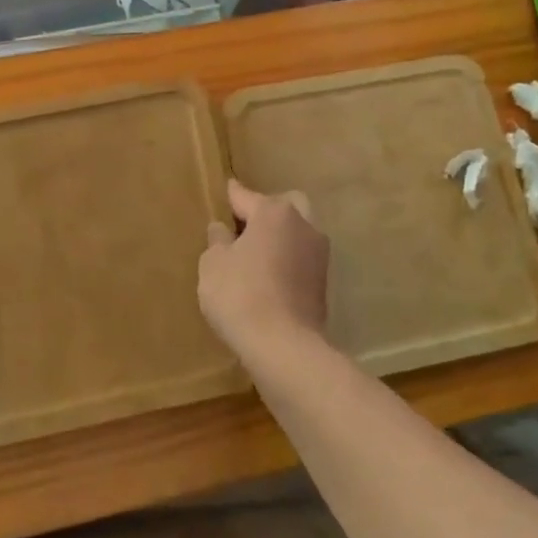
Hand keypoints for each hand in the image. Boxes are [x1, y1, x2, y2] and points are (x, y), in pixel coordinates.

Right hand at [198, 179, 328, 365]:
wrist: (284, 347)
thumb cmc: (240, 295)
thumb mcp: (213, 265)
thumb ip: (217, 241)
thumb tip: (222, 230)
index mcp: (273, 212)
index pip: (245, 196)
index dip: (230, 195)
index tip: (225, 190)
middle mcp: (302, 224)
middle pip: (283, 205)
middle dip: (265, 211)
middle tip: (243, 229)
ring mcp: (318, 253)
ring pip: (298, 231)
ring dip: (280, 237)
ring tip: (257, 254)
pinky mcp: (324, 282)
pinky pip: (302, 258)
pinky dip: (288, 260)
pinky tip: (270, 276)